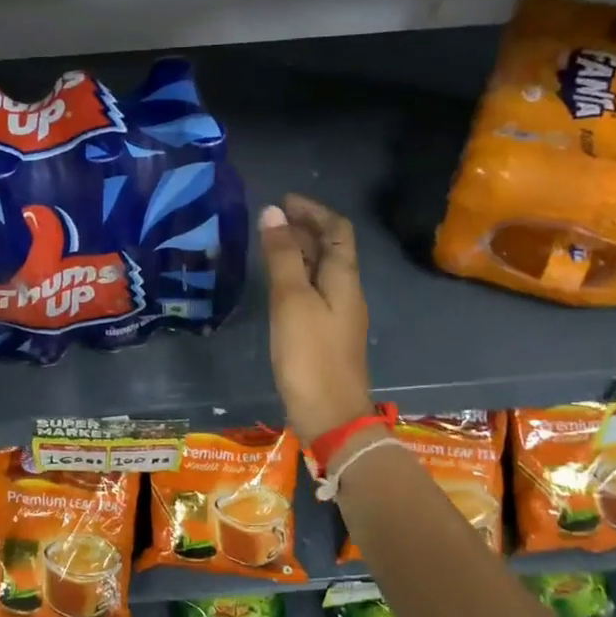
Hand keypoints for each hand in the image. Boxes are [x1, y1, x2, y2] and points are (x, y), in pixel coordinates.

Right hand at [259, 195, 373, 443]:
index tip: (284, 201)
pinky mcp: (326, 335)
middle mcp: (347, 292)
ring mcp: (338, 315)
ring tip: (268, 246)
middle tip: (270, 221)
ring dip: (299, 253)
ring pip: (321, 271)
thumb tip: (273, 212)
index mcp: (344, 278)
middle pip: (331, 249)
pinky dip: (296, 277)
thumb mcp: (292, 301)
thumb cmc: (310, 355)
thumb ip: (282, 257)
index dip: (314, 211)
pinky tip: (276, 286)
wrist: (331, 415)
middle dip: (304, 229)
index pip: (338, 230)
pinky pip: (314, 292)